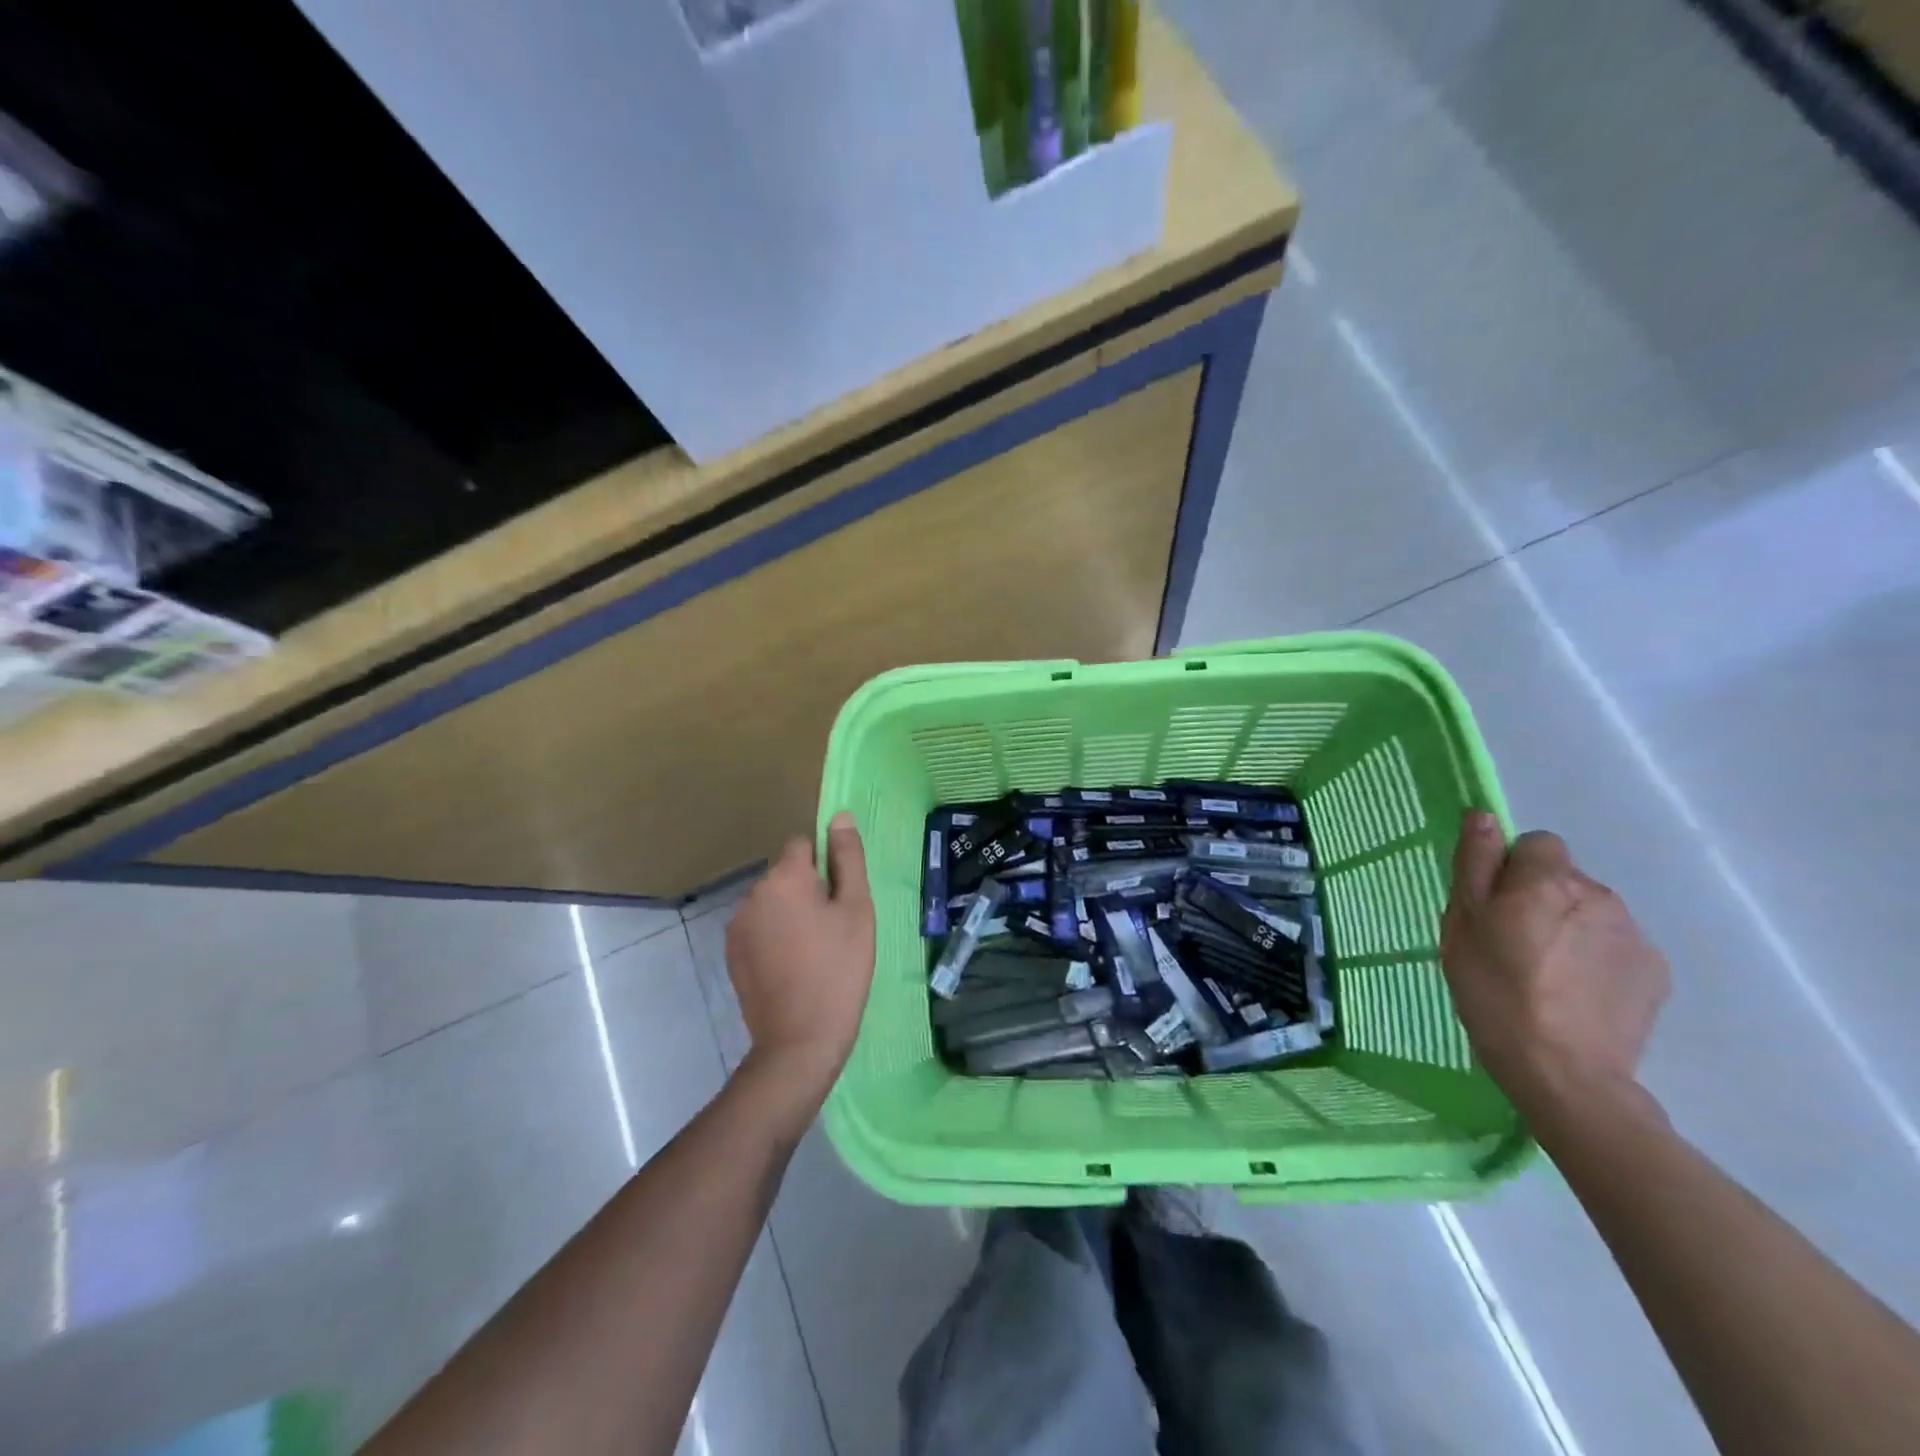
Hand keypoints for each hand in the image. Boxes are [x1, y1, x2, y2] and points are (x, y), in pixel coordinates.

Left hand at [725, 812, 875, 1106]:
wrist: (800, 1039)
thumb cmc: (839, 968)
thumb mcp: (856, 909)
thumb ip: (847, 858)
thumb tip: (839, 816)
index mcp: (784, 877)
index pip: (803, 845)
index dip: (826, 866)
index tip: (840, 900)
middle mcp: (753, 893)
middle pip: (786, 874)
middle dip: (807, 890)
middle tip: (833, 930)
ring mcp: (737, 925)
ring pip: (772, 902)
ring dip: (789, 914)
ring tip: (813, 952)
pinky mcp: (731, 954)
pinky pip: (759, 928)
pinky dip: (774, 937)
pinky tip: (792, 967)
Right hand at [1441, 811, 1670, 1130]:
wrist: (1564, 1072)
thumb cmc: (1494, 991)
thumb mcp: (1462, 924)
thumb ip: (1475, 864)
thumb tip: (1483, 816)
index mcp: (1547, 881)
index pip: (1537, 843)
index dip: (1513, 868)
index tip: (1496, 906)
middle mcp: (1599, 895)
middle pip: (1564, 878)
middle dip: (1541, 899)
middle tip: (1513, 945)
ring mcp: (1634, 934)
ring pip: (1591, 912)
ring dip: (1569, 927)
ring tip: (1546, 974)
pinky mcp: (1655, 971)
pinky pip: (1615, 945)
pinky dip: (1595, 958)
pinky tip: (1576, 993)